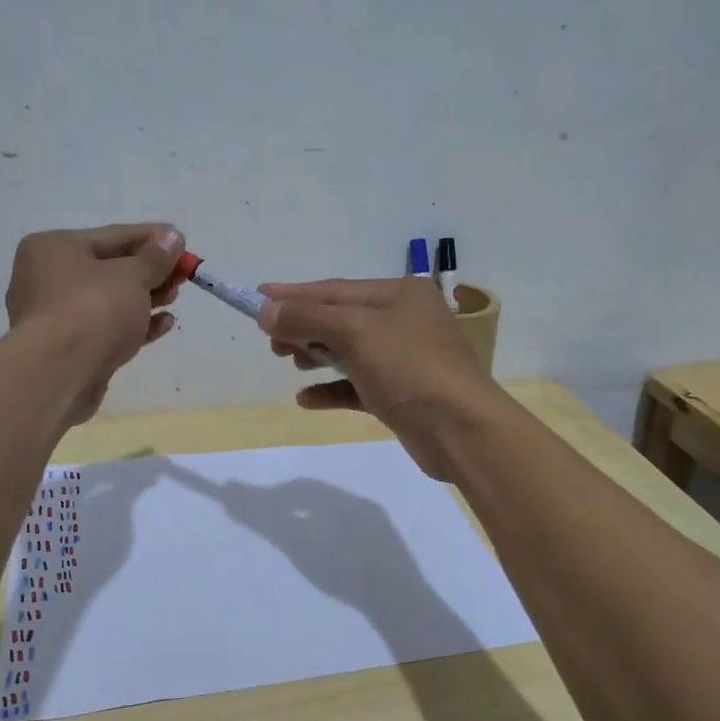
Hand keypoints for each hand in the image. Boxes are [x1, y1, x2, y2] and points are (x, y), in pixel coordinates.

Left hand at [6, 223, 183, 423]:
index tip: (182, 240)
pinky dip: (135, 324)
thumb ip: (155, 257)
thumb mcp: (131, 276)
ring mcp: (57, 317)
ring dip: (145, 298)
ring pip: (109, 301)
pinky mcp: (69, 349)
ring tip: (175, 296)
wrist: (59, 374)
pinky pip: (107, 328)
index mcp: (53, 248)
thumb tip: (172, 237)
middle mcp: (47, 278)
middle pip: (110, 268)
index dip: (151, 238)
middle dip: (150, 271)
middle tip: (184, 274)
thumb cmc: (92, 309)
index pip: (112, 235)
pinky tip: (165, 324)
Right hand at [256, 277, 506, 478]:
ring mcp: (405, 359)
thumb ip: (307, 319)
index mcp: (399, 294)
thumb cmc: (409, 368)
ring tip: (290, 363)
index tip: (258, 297)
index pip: (335, 289)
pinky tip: (306, 399)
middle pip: (341, 318)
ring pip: (349, 351)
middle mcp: (404, 320)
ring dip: (316, 356)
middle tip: (272, 342)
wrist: (461, 431)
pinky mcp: (401, 394)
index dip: (295, 294)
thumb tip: (266, 310)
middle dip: (304, 328)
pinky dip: (332, 389)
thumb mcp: (355, 333)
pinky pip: (357, 385)